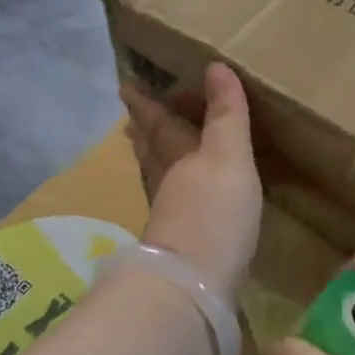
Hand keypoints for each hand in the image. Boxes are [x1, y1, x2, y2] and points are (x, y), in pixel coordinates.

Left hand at [121, 63, 261, 304]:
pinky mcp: (178, 245)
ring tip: (147, 147)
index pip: (156, 122)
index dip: (144, 103)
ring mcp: (169, 216)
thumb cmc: (213, 213)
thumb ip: (226, 115)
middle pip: (150, 149)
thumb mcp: (228, 155)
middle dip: (143, 130)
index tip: (126, 84)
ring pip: (156, 176)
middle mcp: (166, 181)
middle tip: (132, 116)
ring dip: (151, 158)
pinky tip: (178, 199)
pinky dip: (170, 190)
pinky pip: (171, 203)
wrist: (193, 288)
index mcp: (175, 155)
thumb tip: (216, 66)